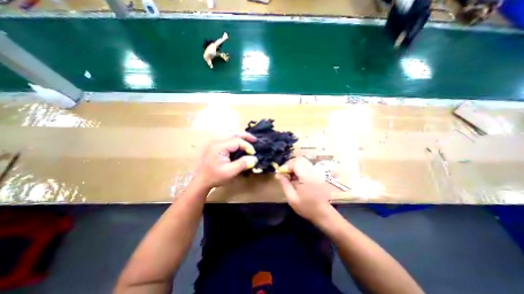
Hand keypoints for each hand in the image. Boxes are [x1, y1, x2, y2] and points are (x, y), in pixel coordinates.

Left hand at [192, 133, 256, 188]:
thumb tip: (254, 158)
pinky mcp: (215, 145)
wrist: (201, 181)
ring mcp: (215, 142)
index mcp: (219, 146)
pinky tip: (240, 143)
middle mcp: (216, 141)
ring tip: (249, 140)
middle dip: (246, 136)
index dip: (247, 146)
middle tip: (255, 140)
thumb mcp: (230, 172)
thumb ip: (242, 164)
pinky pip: (227, 137)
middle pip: (234, 133)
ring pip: (230, 134)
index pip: (237, 141)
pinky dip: (236, 138)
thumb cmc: (214, 177)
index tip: (254, 153)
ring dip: (241, 136)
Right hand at [275, 159, 333, 222]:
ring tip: (290, 178)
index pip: (295, 163)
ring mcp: (316, 173)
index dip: (286, 166)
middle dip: (290, 166)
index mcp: (306, 177)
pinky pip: (306, 168)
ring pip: (303, 163)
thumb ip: (284, 184)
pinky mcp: (317, 175)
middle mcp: (312, 172)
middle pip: (299, 161)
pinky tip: (297, 179)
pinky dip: (299, 170)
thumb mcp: (291, 198)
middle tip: (285, 175)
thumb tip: (277, 174)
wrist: (323, 213)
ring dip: (294, 168)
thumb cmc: (306, 207)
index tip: (281, 173)